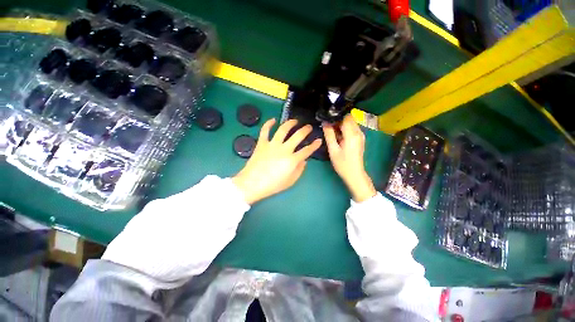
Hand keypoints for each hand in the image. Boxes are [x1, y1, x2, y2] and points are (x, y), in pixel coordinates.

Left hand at [232, 119, 321, 204]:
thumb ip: (299, 170)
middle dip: (305, 130)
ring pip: (283, 129)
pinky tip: (273, 119)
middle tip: (308, 127)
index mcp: (292, 160)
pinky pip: (265, 130)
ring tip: (295, 121)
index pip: (307, 150)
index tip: (319, 140)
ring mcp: (272, 145)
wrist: (252, 184)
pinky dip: (269, 123)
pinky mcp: (262, 143)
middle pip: (298, 136)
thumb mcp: (290, 181)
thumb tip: (304, 160)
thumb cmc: (272, 185)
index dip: (315, 145)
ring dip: (290, 123)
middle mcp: (284, 149)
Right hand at [323, 114, 376, 201]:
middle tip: (328, 127)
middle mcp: (359, 132)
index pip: (346, 117)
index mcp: (352, 134)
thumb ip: (329, 135)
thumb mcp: (333, 149)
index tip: (328, 120)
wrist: (355, 174)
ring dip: (341, 125)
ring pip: (350, 124)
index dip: (336, 116)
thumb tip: (325, 122)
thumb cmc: (342, 164)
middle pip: (349, 119)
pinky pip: (352, 129)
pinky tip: (338, 137)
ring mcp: (361, 136)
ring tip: (332, 133)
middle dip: (338, 121)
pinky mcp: (360, 139)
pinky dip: (345, 130)